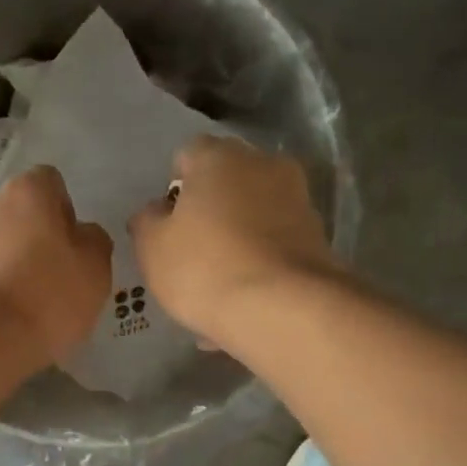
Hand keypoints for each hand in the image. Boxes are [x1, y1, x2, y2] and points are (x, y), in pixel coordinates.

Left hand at [0, 165, 113, 365]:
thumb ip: (92, 243)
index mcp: (26, 193)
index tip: (67, 250)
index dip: (61, 214)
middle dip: (21, 238)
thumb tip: (81, 234)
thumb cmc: (44, 299)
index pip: (49, 184)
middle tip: (37, 281)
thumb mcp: (94, 273)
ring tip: (4, 309)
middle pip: (7, 214)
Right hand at [129, 136, 338, 344]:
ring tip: (220, 291)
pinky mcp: (319, 239)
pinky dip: (261, 268)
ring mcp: (299, 202)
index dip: (175, 189)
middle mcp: (265, 166)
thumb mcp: (153, 248)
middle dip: (211, 214)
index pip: (189, 155)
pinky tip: (246, 305)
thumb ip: (147, 222)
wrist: (285, 310)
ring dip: (238, 243)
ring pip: (255, 219)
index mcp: (220, 157)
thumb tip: (157, 211)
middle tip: (194, 255)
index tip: (169, 225)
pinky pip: (276, 249)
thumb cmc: (206, 268)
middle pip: (228, 185)